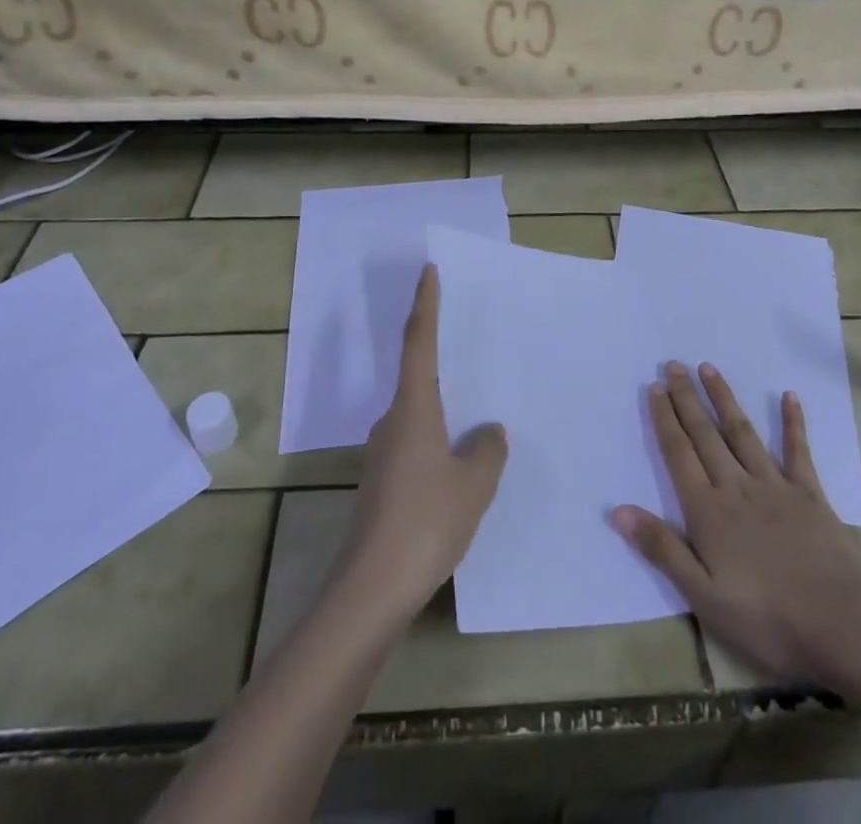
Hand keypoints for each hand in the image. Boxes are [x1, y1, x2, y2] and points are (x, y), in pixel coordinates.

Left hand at [337, 265, 507, 620]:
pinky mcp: (384, 482)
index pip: (420, 342)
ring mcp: (384, 453)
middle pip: (419, 377)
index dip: (425, 304)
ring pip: (421, 416)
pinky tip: (462, 465)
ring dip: (446, 410)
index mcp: (413, 408)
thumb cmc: (425, 521)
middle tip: (476, 350)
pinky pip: (418, 444)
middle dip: (444, 361)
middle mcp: (393, 421)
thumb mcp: (473, 484)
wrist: (371, 589)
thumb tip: (488, 432)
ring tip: (480, 416)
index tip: (428, 271)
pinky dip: (440, 441)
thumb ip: (487, 451)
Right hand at [611, 361, 860, 680]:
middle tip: (673, 364)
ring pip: (742, 433)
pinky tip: (788, 396)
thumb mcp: (704, 596)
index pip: (679, 454)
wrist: (845, 624)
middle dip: (687, 398)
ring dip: (723, 399)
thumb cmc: (768, 618)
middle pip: (706, 435)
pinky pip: (797, 451)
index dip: (664, 419)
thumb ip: (662, 548)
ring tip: (708, 368)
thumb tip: (617, 510)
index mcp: (708, 511)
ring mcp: (776, 486)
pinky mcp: (810, 495)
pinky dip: (793, 423)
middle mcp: (737, 487)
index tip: (654, 386)